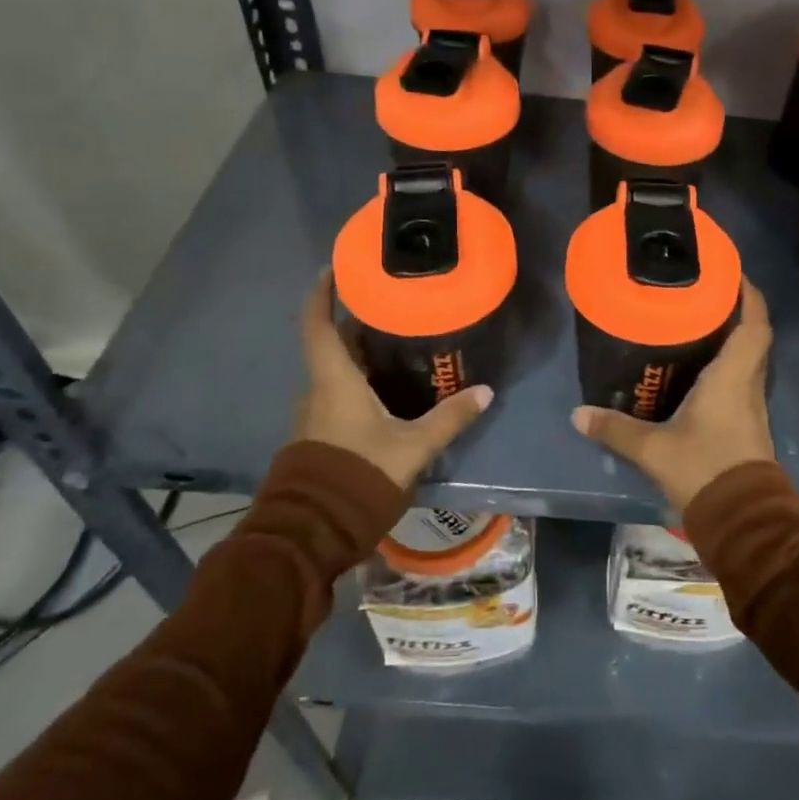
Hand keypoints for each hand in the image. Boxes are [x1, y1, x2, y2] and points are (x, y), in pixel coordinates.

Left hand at [295, 272, 493, 490]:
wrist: (313, 531)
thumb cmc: (359, 474)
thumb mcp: (412, 447)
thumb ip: (448, 418)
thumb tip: (485, 392)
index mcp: (333, 380)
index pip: (317, 324)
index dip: (322, 294)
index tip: (334, 268)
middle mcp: (318, 389)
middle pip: (333, 344)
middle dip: (357, 322)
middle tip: (393, 305)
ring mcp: (315, 414)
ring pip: (336, 371)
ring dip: (359, 353)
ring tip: (398, 341)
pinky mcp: (320, 434)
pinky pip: (338, 393)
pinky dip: (359, 379)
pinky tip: (389, 386)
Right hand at [570, 280, 774, 512]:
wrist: (743, 519)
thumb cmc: (705, 469)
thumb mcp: (654, 449)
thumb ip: (616, 429)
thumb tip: (578, 414)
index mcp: (733, 376)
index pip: (754, 323)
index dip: (748, 294)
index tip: (731, 272)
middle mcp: (749, 384)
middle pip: (753, 336)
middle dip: (735, 310)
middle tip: (702, 293)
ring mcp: (751, 405)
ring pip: (748, 358)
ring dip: (732, 337)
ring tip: (696, 321)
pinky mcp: (747, 424)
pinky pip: (741, 380)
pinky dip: (726, 365)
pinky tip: (698, 368)